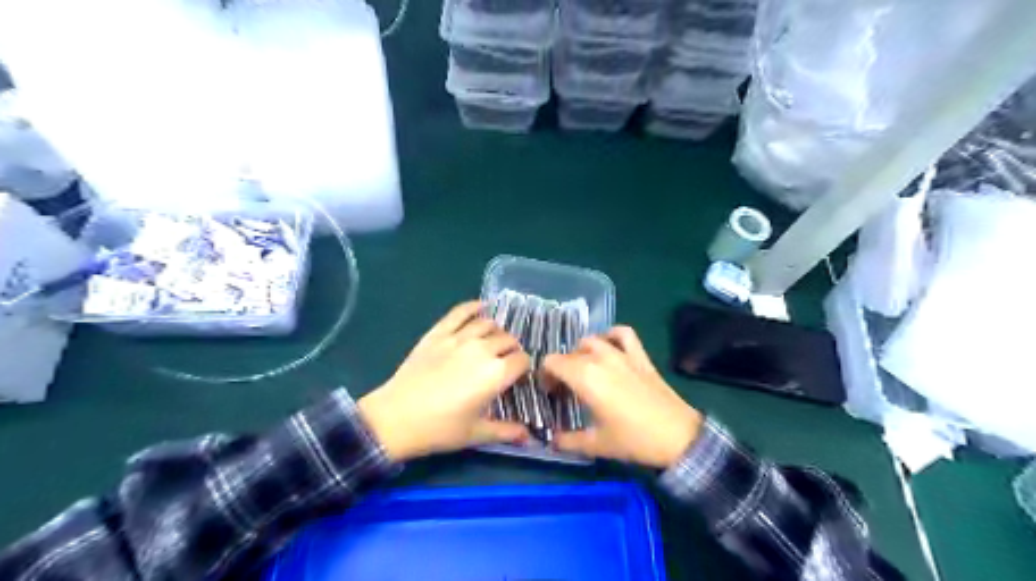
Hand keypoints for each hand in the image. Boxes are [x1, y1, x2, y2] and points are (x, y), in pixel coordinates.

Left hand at [360, 303, 532, 462]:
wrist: (395, 418)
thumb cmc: (439, 429)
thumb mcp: (476, 434)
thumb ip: (506, 432)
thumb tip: (529, 437)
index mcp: (496, 373)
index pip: (522, 360)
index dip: (524, 368)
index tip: (517, 378)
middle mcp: (482, 349)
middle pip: (508, 340)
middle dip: (512, 350)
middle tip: (505, 363)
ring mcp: (459, 337)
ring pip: (488, 324)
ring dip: (496, 332)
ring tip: (493, 342)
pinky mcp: (439, 332)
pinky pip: (461, 312)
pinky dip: (474, 307)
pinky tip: (481, 308)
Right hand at [543, 327, 703, 467]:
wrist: (678, 437)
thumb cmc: (634, 440)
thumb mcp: (596, 445)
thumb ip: (568, 441)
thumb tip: (551, 440)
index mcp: (584, 377)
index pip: (552, 362)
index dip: (545, 376)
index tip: (550, 394)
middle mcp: (600, 358)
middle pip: (569, 353)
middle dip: (561, 369)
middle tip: (565, 391)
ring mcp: (622, 354)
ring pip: (591, 340)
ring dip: (581, 353)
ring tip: (584, 370)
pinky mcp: (640, 356)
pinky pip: (622, 334)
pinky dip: (611, 335)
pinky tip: (609, 348)